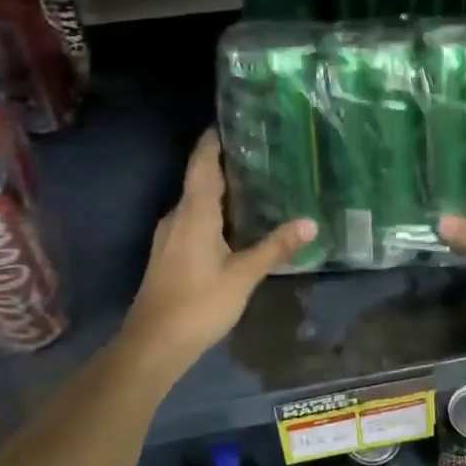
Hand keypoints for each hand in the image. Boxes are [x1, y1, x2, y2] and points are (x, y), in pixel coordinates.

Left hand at [122, 131, 315, 366]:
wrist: (154, 344)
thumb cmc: (199, 304)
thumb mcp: (243, 275)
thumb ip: (275, 247)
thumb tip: (310, 222)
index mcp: (193, 212)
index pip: (202, 163)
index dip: (214, 140)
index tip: (233, 121)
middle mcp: (177, 216)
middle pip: (199, 179)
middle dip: (225, 163)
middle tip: (260, 152)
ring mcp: (170, 236)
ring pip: (196, 202)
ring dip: (220, 190)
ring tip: (255, 183)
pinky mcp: (170, 254)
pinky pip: (194, 220)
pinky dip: (214, 212)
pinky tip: (236, 223)